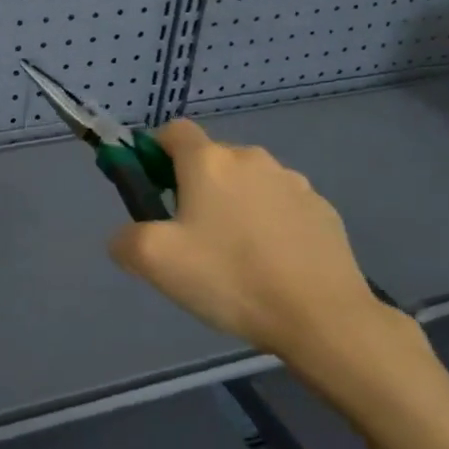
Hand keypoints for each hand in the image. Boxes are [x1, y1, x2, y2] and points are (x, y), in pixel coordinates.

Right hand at [109, 119, 412, 393]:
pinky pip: (282, 206)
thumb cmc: (230, 278)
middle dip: (195, 186)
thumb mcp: (155, 261)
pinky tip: (272, 263)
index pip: (173, 131)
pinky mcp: (323, 209)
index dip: (155, 152)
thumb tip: (126, 236)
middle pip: (211, 159)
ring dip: (234, 204)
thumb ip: (125, 239)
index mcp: (208, 162)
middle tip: (190, 236)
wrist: (322, 317)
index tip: (152, 188)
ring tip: (236, 255)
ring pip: (248, 183)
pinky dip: (269, 223)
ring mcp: (293, 182)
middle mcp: (251, 158)